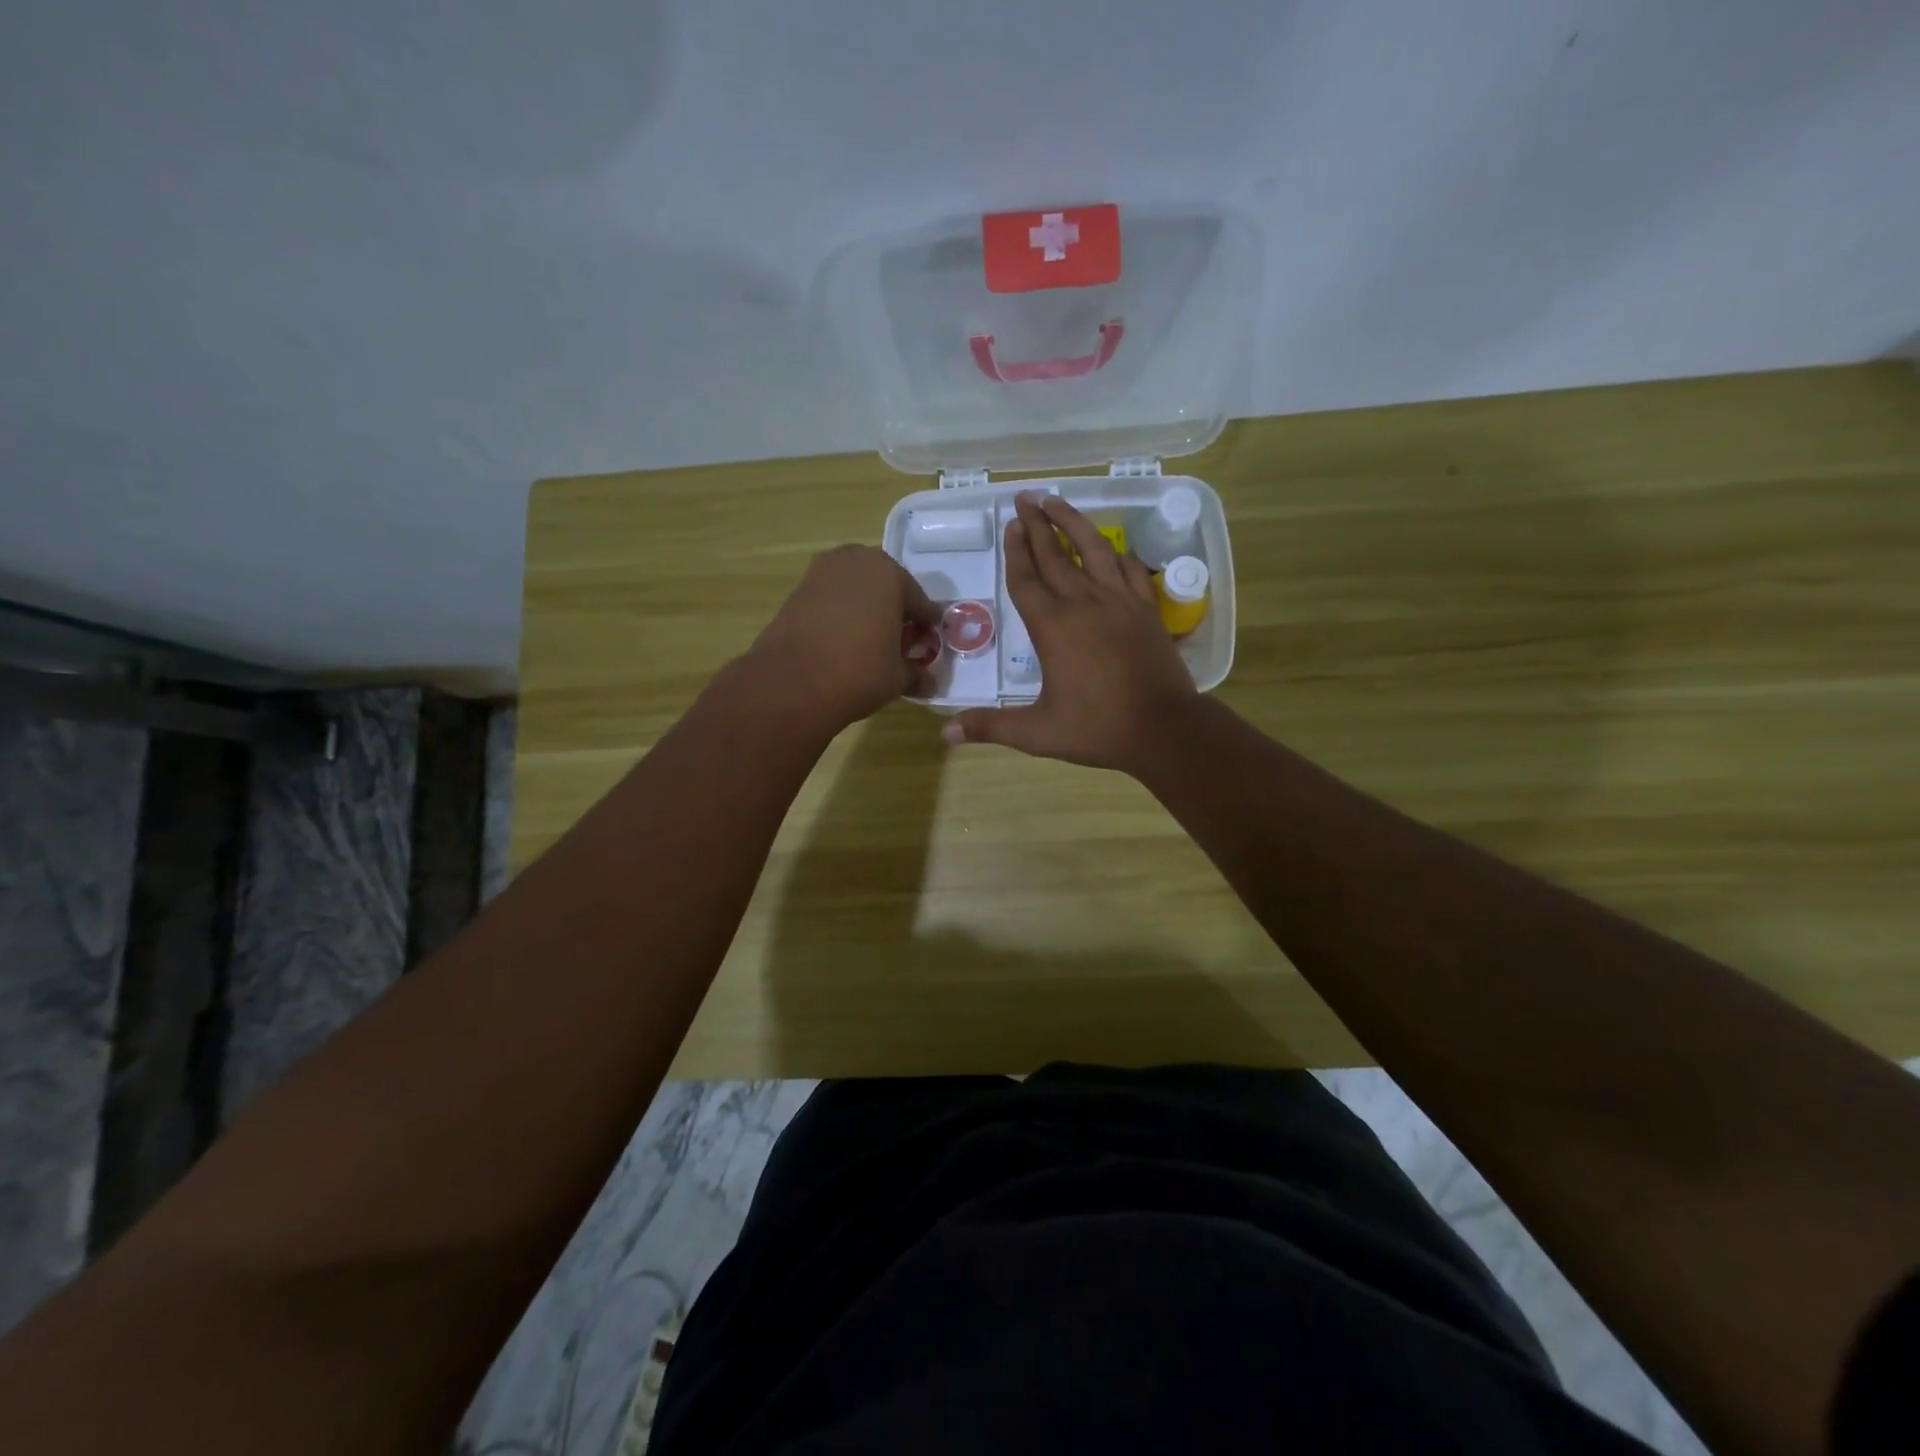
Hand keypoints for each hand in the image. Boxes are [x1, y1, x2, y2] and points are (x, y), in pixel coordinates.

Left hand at [748, 545, 939, 731]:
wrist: (791, 682)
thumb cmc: (859, 672)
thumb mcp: (897, 678)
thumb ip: (916, 674)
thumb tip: (929, 682)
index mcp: (889, 574)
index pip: (919, 602)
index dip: (926, 627)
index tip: (928, 646)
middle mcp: (856, 561)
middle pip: (886, 588)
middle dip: (894, 612)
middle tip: (898, 643)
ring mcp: (822, 572)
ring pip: (856, 590)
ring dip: (866, 610)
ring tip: (869, 643)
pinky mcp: (797, 590)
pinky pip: (832, 599)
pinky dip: (841, 615)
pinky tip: (843, 642)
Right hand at [944, 493, 1197, 771]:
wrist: (1164, 729)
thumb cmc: (1097, 729)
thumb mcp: (1037, 733)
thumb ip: (991, 727)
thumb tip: (946, 732)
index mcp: (1052, 627)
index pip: (1026, 580)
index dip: (1016, 551)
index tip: (1011, 524)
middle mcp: (1084, 604)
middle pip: (1054, 556)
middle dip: (1037, 525)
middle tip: (1024, 499)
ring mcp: (1119, 602)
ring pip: (1093, 550)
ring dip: (1074, 523)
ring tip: (1059, 500)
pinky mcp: (1146, 609)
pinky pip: (1129, 569)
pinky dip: (1116, 553)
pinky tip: (1109, 548)